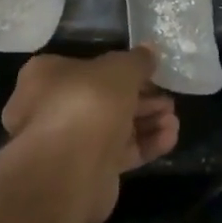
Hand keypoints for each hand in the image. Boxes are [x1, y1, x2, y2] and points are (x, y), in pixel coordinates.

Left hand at [1, 47, 178, 222]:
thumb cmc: (89, 102)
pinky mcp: (86, 171)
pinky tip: (169, 138)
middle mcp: (52, 108)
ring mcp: (68, 142)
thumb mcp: (120, 69)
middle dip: (142, 99)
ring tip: (173, 120)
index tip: (149, 72)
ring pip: (114, 127)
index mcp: (48, 76)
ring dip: (147, 122)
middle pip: (105, 99)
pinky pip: (118, 152)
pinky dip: (144, 145)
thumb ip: (138, 60)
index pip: (87, 66)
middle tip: (168, 99)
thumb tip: (149, 51)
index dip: (121, 68)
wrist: (70, 170)